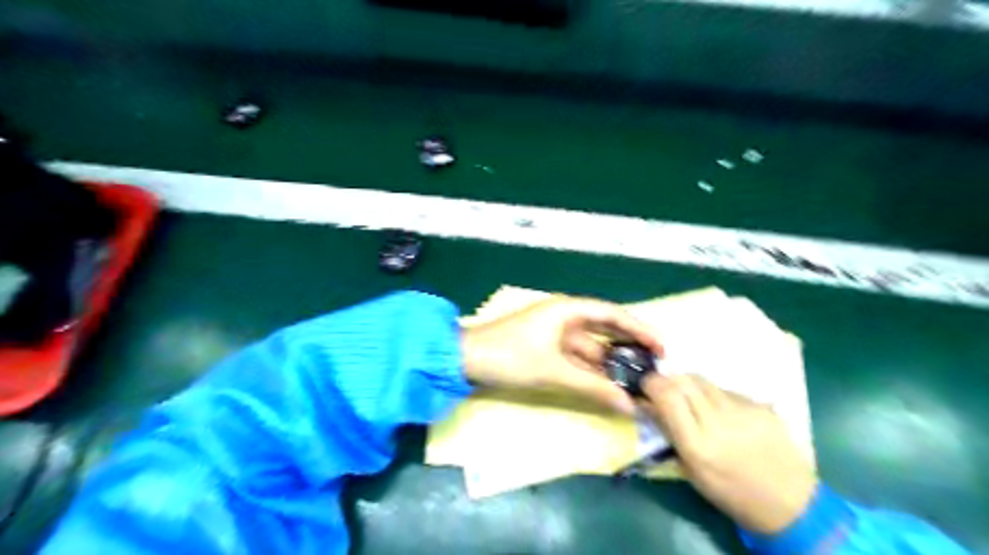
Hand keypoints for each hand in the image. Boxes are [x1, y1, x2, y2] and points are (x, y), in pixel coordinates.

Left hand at [460, 298, 658, 413]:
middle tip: (656, 368)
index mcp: (568, 309)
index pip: (614, 314)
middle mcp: (565, 317)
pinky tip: (609, 386)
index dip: (640, 329)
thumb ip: (594, 387)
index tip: (663, 348)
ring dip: (611, 364)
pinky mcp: (547, 349)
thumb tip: (632, 406)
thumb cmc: (509, 356)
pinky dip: (593, 371)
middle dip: (629, 347)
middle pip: (606, 329)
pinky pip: (578, 358)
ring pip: (592, 347)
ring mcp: (555, 334)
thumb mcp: (554, 372)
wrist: (465, 361)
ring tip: (637, 382)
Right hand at [642, 375, 810, 535]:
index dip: (652, 384)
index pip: (667, 396)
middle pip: (683, 380)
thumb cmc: (730, 492)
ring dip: (689, 385)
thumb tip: (647, 403)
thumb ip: (668, 432)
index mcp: (697, 444)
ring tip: (691, 400)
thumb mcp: (690, 469)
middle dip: (667, 380)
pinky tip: (721, 412)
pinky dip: (714, 395)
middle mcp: (718, 421)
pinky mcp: (760, 406)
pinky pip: (726, 390)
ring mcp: (742, 411)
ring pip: (703, 380)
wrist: (790, 503)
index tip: (644, 387)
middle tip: (663, 390)